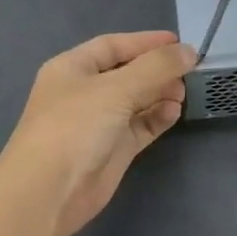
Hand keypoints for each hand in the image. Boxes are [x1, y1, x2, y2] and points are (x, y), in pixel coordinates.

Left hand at [0, 32, 196, 235]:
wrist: (48, 193)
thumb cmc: (75, 127)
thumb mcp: (116, 88)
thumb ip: (156, 67)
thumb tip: (189, 51)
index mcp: (73, 68)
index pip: (113, 45)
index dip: (145, 42)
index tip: (179, 43)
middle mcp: (85, 92)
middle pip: (127, 72)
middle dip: (157, 70)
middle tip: (189, 71)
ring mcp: (98, 122)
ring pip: (136, 100)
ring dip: (160, 93)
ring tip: (184, 92)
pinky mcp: (112, 150)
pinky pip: (140, 126)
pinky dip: (157, 117)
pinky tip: (174, 112)